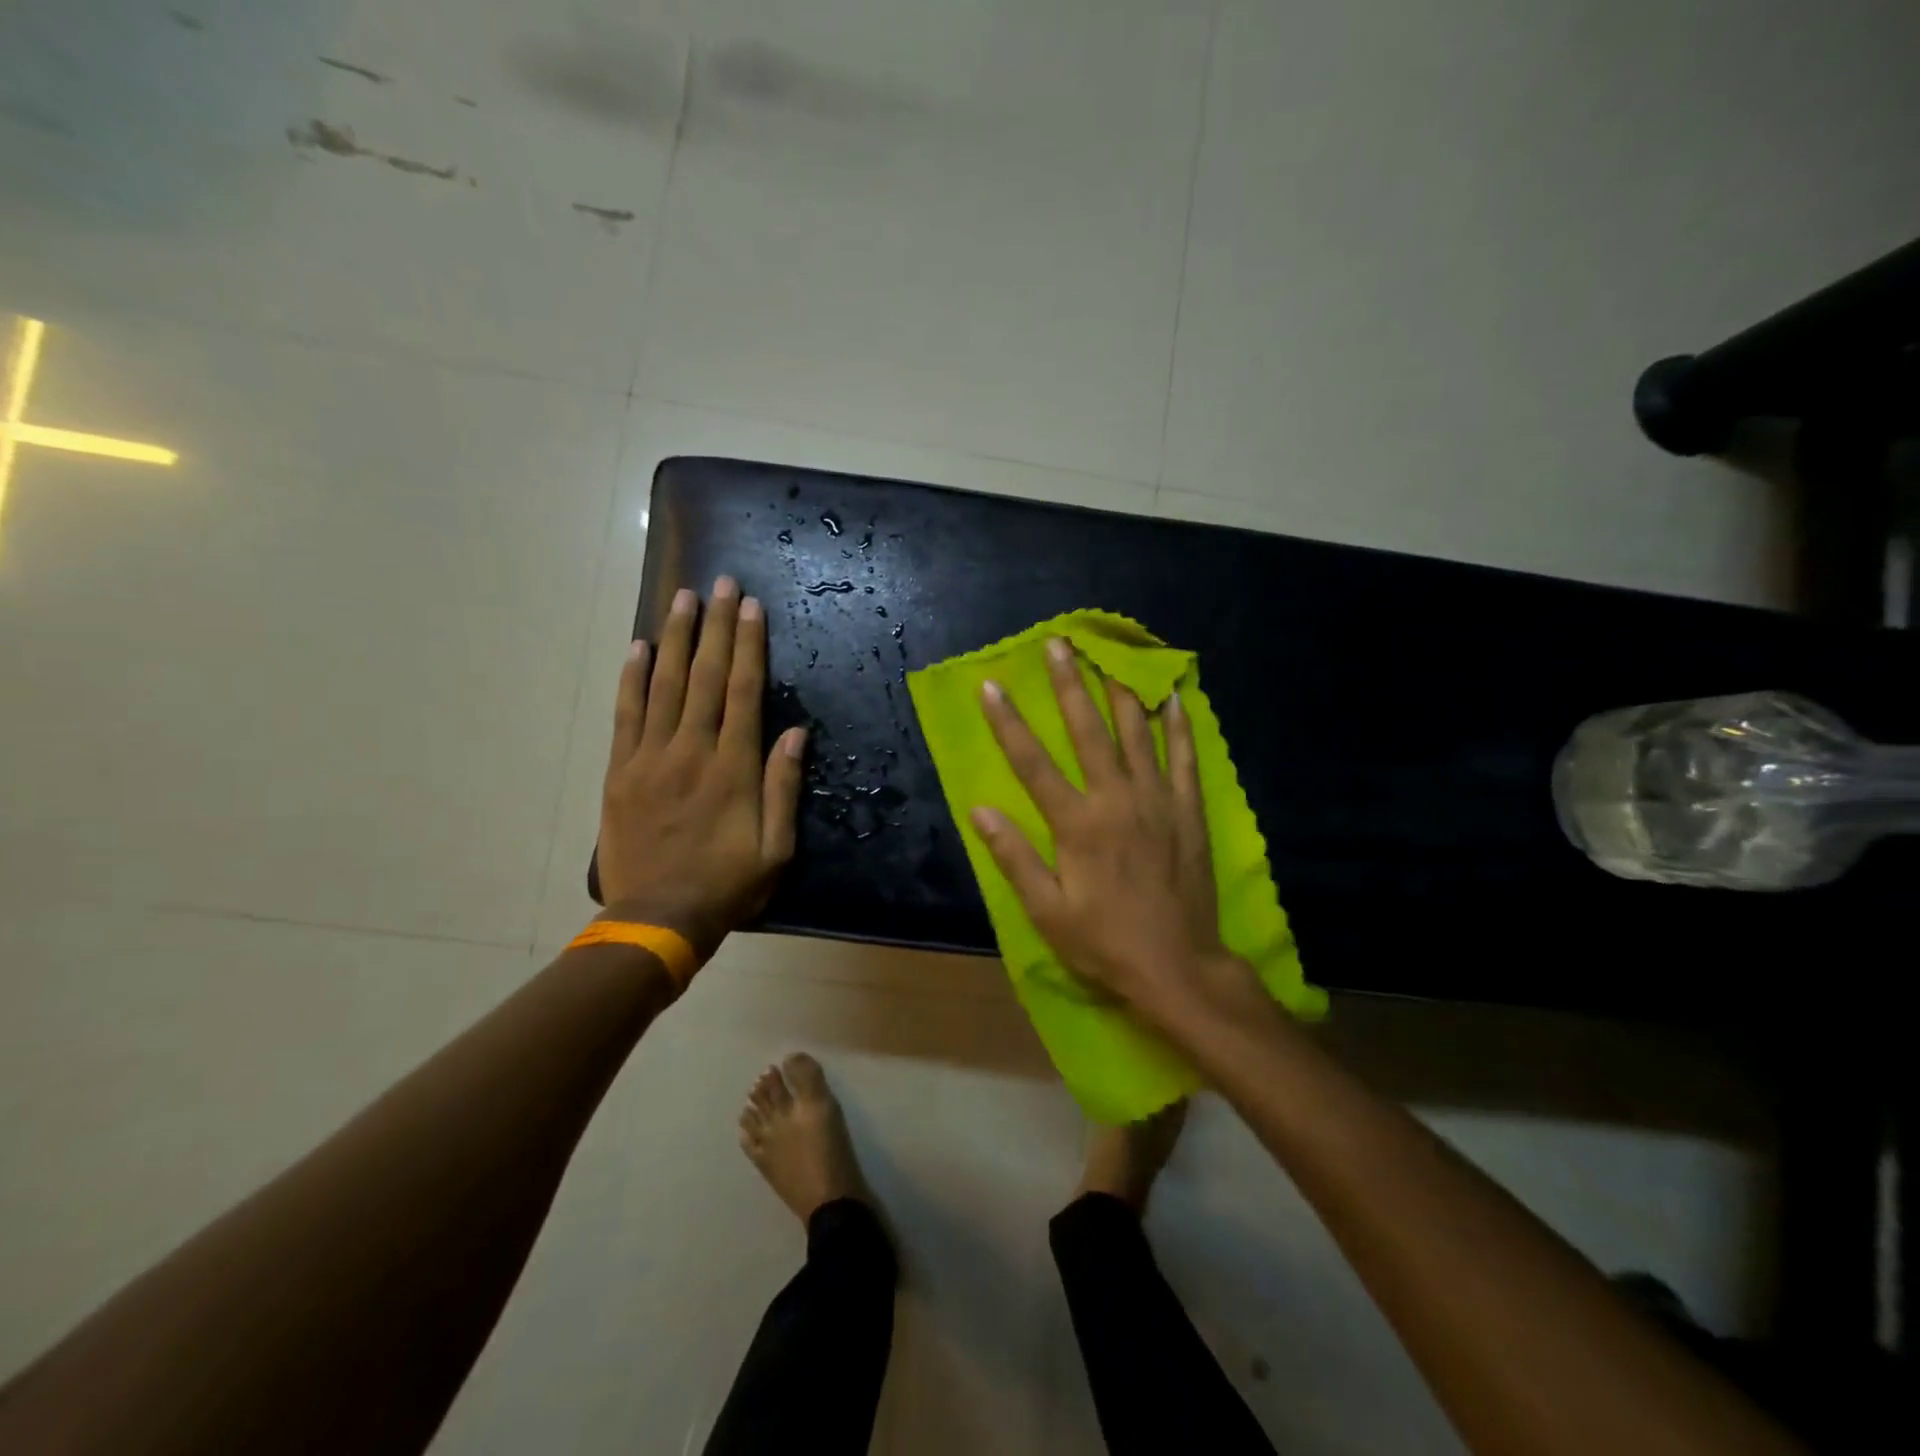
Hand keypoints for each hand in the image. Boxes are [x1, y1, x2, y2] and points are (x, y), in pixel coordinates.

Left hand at [597, 576, 806, 958]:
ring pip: (664, 685)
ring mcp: (650, 758)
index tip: (751, 607)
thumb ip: (784, 786)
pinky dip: (631, 678)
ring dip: (675, 639)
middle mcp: (691, 750)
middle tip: (720, 583)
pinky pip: (625, 714)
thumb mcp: (776, 847)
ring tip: (683, 599)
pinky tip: (639, 648)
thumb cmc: (728, 885)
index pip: (742, 692)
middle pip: (704, 676)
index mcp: (733, 767)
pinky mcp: (620, 771)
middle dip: (715, 627)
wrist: (657, 918)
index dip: (748, 646)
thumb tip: (796, 732)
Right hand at [969, 637, 1263, 1030]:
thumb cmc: (1104, 942)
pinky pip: (1185, 758)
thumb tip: (979, 810)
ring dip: (1120, 691)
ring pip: (1137, 734)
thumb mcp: (1047, 911)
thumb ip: (1014, 857)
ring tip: (1111, 655)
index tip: (990, 685)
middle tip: (1059, 643)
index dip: (1007, 722)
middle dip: (1069, 684)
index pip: (1032, 762)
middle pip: (1088, 731)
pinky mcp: (1189, 811)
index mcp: (1077, 824)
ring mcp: (1158, 801)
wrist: (1178, 967)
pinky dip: (1179, 726)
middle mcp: (1117, 800)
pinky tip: (1173, 698)